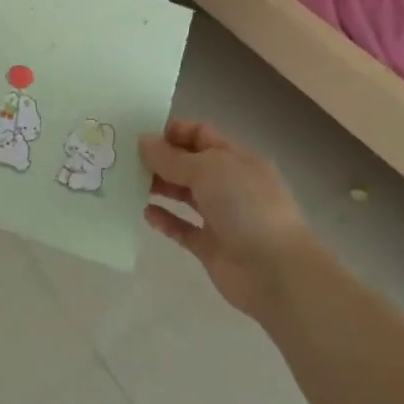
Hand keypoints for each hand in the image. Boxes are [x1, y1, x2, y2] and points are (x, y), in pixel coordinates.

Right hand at [141, 120, 321, 321]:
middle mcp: (229, 184)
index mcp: (236, 158)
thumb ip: (172, 157)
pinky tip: (145, 213)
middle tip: (127, 159)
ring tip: (130, 183)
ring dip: (160, 187)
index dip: (173, 132)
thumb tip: (144, 141)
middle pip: (190, 164)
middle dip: (161, 159)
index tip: (143, 136)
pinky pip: (183, 228)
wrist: (275, 272)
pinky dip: (165, 220)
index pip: (201, 134)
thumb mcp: (208, 170)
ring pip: (185, 195)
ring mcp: (221, 216)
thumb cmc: (246, 206)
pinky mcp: (211, 247)